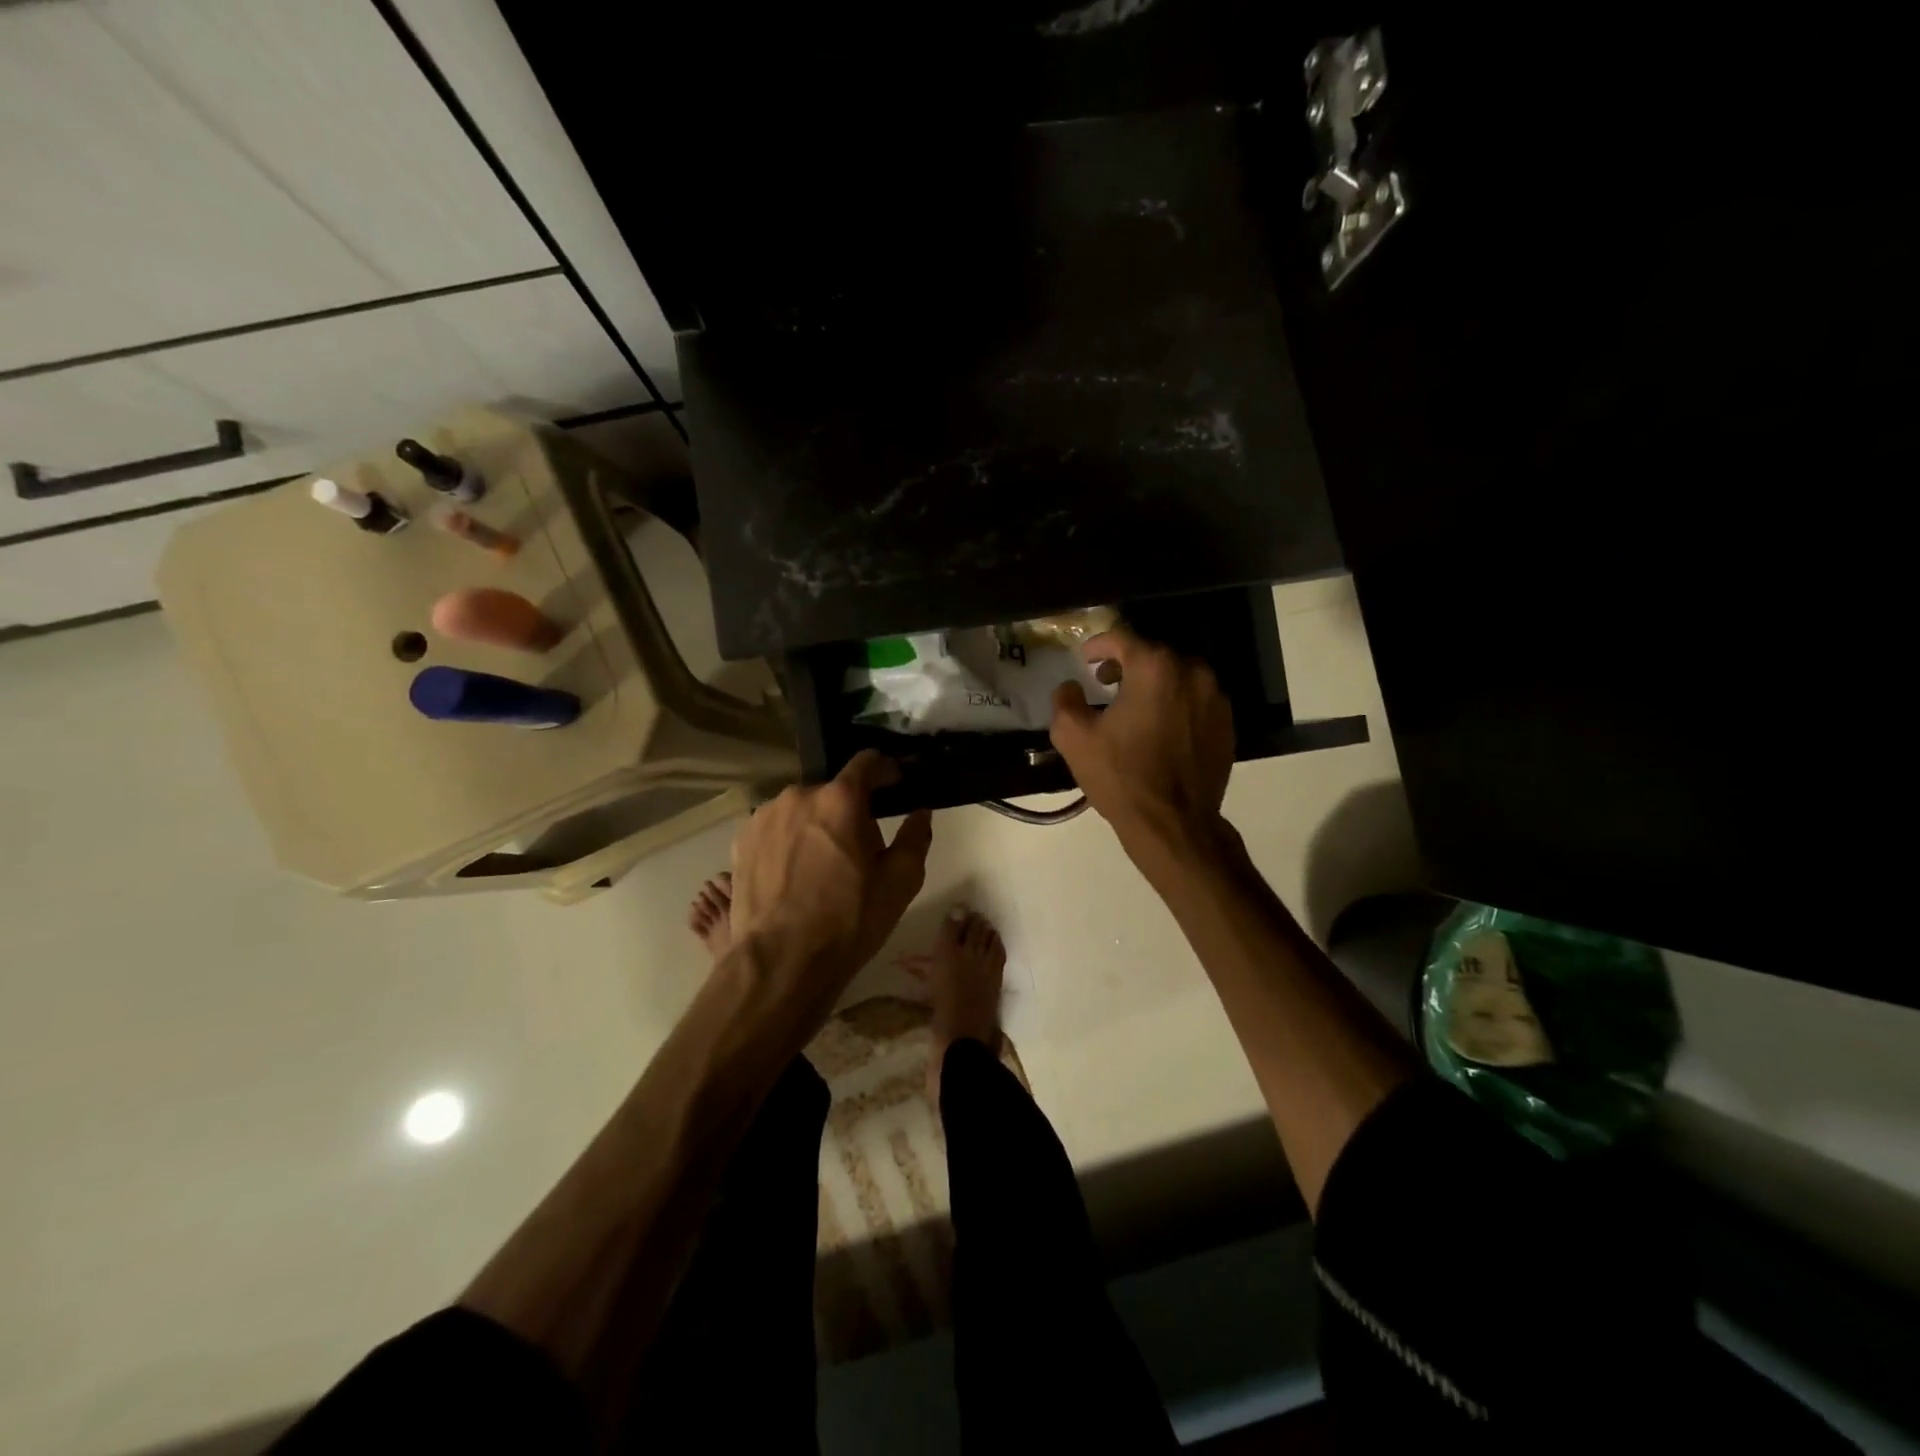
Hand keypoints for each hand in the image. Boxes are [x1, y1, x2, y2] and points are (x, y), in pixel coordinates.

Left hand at [728, 750, 933, 998]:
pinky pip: (775, 829)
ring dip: (816, 824)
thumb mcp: (900, 882)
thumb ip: (915, 837)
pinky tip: (794, 874)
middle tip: (859, 845)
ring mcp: (763, 816)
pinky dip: (788, 841)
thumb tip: (920, 813)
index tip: (895, 783)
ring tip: (822, 864)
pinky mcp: (741, 840)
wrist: (780, 962)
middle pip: (832, 791)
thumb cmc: (849, 920)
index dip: (885, 769)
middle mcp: (798, 795)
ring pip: (801, 810)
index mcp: (840, 799)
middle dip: (849, 808)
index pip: (867, 762)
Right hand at [1049, 626, 1235, 860]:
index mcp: (1155, 668)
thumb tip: (1071, 687)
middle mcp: (1192, 673)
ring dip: (1153, 684)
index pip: (1122, 638)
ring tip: (1133, 707)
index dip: (1098, 645)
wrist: (1174, 824)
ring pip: (1178, 677)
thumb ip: (1065, 700)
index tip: (1085, 659)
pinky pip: (1195, 702)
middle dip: (1127, 664)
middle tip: (1105, 683)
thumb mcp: (1074, 738)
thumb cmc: (1122, 777)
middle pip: (1154, 655)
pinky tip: (1159, 730)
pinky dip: (1175, 705)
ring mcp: (1215, 699)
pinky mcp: (1227, 725)